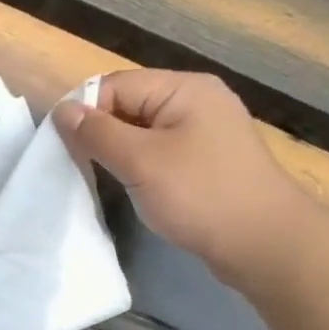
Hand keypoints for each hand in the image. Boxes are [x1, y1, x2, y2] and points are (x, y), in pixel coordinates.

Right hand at [53, 71, 313, 287]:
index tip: (64, 149)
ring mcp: (206, 132)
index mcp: (183, 89)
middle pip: (130, 105)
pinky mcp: (208, 162)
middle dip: (102, 133)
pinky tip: (135, 189)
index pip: (116, 85)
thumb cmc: (200, 195)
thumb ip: (97, 133)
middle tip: (80, 167)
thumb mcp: (140, 161)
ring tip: (104, 179)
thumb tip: (63, 110)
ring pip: (144, 132)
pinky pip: (162, 153)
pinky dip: (141, 167)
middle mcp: (197, 101)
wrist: (265, 244)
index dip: (86, 112)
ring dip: (120, 153)